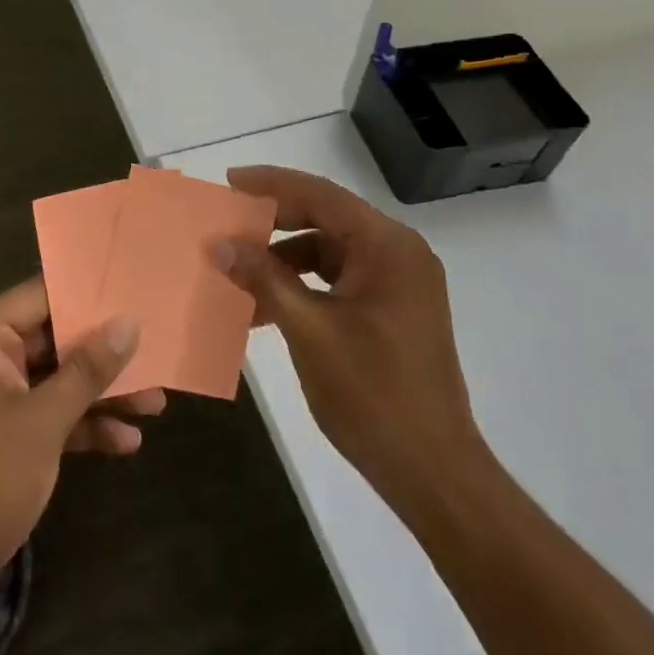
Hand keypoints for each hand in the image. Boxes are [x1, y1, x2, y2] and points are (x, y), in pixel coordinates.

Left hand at [0, 278, 162, 595]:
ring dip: (102, 393)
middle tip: (155, 348)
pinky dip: (83, 425)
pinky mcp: (3, 437)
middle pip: (54, 339)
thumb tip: (129, 322)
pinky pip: (49, 415)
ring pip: (57, 380)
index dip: (88, 293)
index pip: (41, 295)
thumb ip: (89, 368)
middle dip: (105, 352)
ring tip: (156, 402)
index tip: (133, 291)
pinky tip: (126, 441)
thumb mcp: (45, 420)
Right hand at [211, 165, 485, 523]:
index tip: (229, 182)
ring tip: (240, 272)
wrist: (434, 472)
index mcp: (387, 246)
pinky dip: (304, 285)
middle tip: (228, 224)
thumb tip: (219, 245)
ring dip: (285, 258)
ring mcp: (400, 282)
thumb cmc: (372, 395)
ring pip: (331, 250)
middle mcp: (399, 252)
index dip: (272, 184)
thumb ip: (264, 279)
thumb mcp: (309, 331)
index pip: (321, 195)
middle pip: (327, 218)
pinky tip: (269, 307)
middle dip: (275, 221)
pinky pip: (340, 279)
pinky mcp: (394, 309)